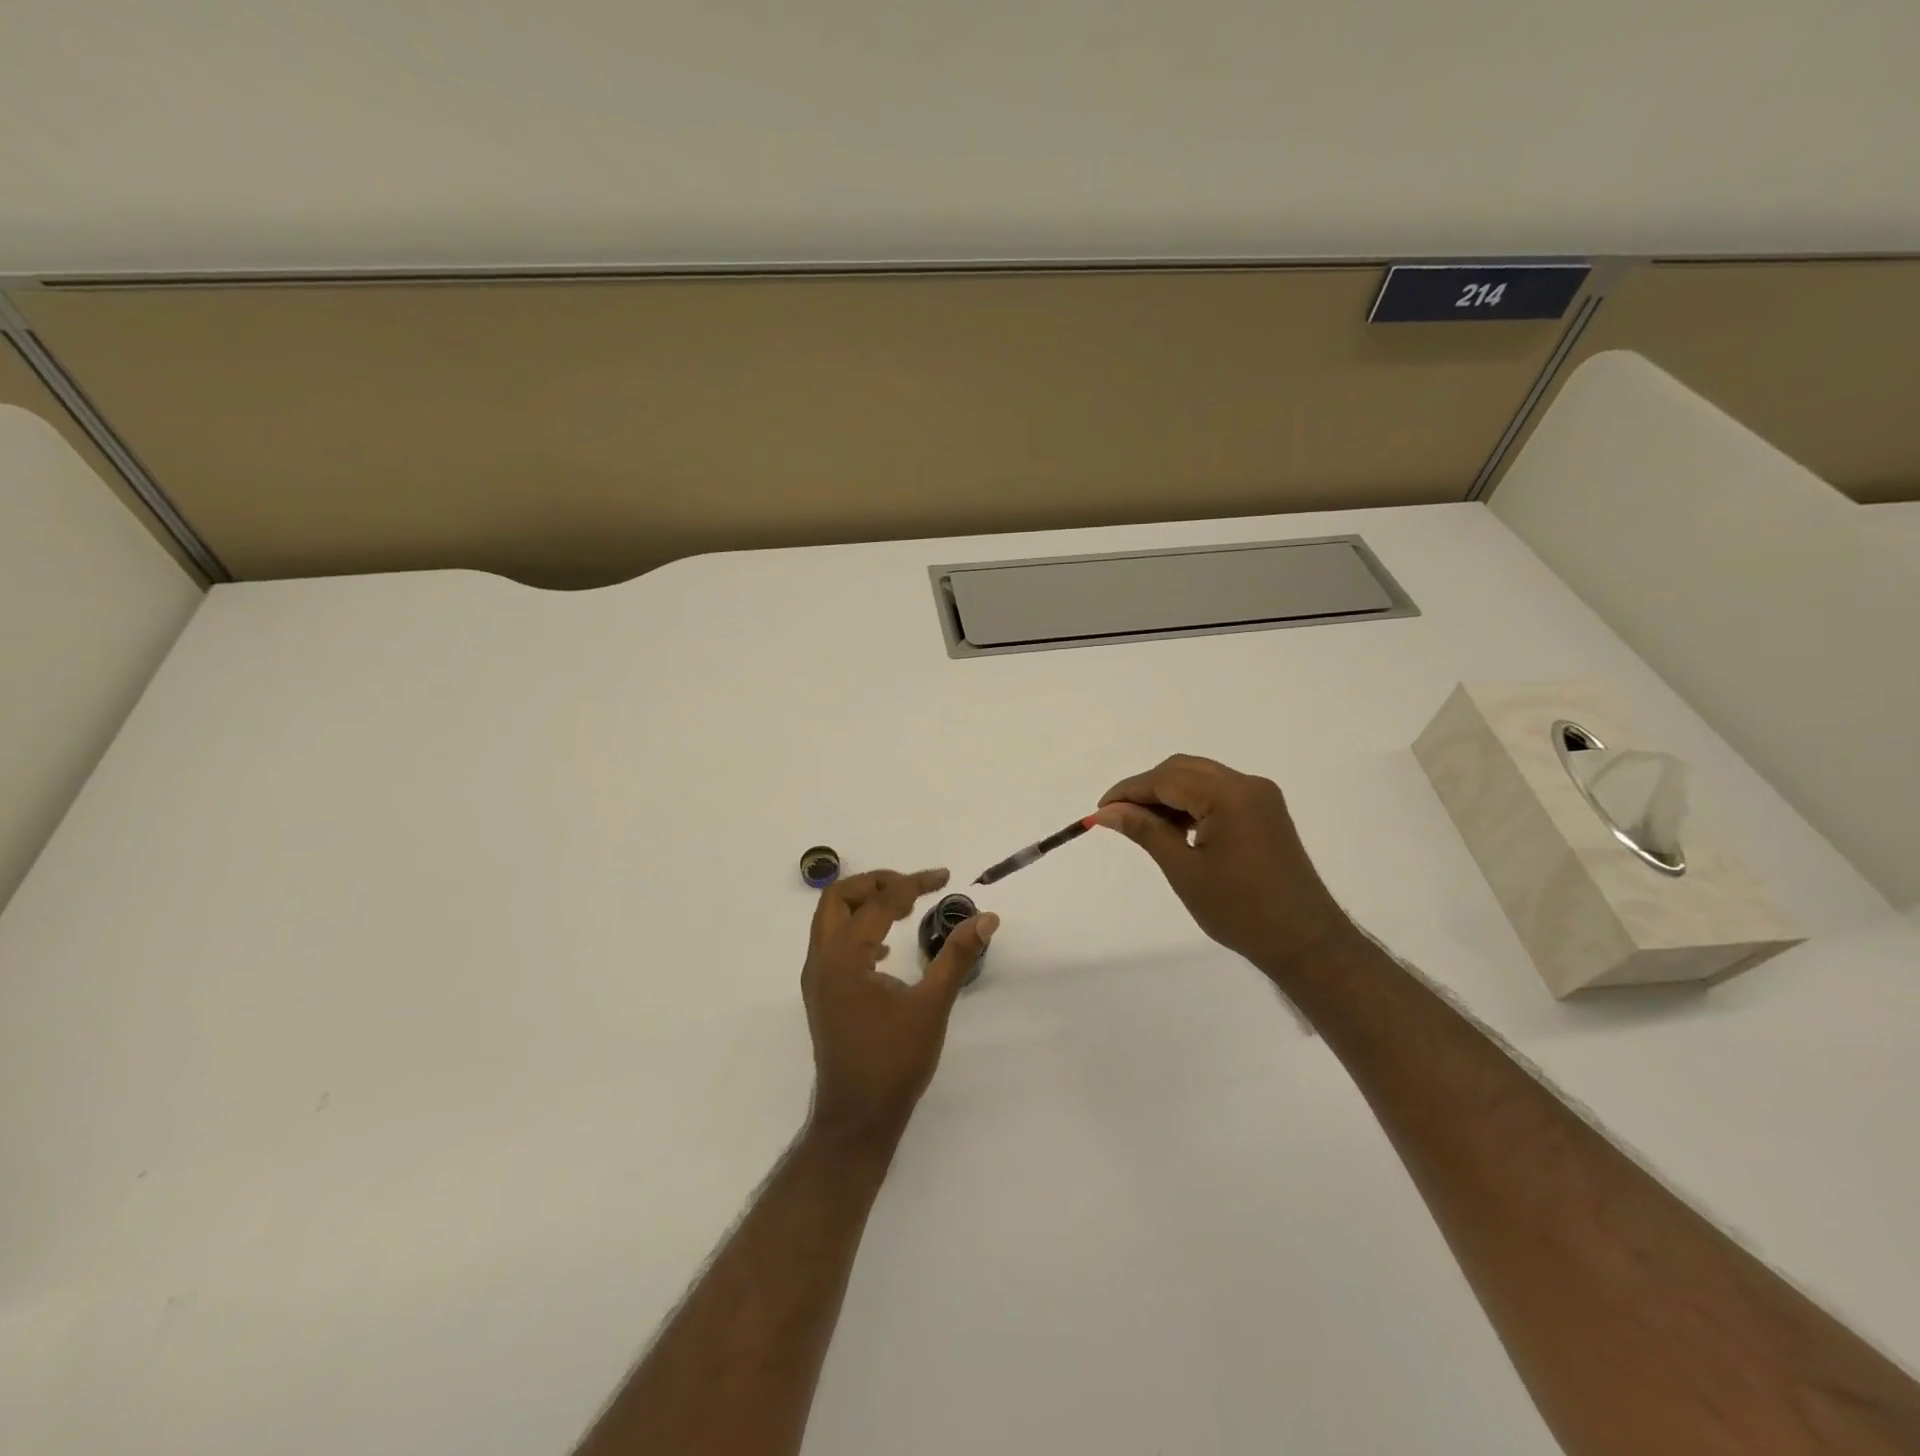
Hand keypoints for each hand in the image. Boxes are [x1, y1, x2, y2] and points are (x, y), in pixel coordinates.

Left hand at [802, 868, 997, 1150]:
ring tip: (904, 909)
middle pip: (839, 898)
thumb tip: (987, 918)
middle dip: (876, 883)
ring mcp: (817, 978)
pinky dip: (858, 930)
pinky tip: (887, 949)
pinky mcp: (822, 994)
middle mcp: (822, 960)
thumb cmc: (894, 1062)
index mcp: (845, 957)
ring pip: (831, 919)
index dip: (914, 884)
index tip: (945, 878)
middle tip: (913, 887)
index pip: (879, 902)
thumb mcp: (932, 1006)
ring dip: (864, 904)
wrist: (857, 1118)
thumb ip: (957, 956)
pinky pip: (833, 943)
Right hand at [1093, 755, 1358, 975]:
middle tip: (1117, 817)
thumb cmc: (1240, 910)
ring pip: (1200, 779)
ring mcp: (1261, 797)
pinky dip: (1191, 804)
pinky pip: (1218, 794)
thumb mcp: (1184, 870)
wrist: (1304, 941)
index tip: (1099, 811)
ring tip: (1142, 826)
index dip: (1129, 791)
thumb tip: (1107, 812)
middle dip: (1147, 789)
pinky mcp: (1266, 812)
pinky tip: (1175, 829)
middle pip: (1183, 770)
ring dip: (1168, 796)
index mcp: (1230, 795)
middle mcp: (1248, 785)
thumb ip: (1145, 831)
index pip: (1166, 778)